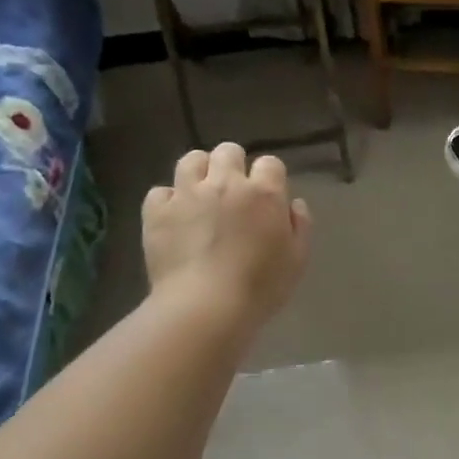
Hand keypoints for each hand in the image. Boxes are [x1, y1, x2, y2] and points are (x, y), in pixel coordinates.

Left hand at [143, 143, 311, 328]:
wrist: (205, 307)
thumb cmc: (260, 287)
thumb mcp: (297, 261)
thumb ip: (300, 226)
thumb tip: (294, 204)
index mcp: (263, 194)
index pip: (270, 163)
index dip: (270, 177)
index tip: (268, 197)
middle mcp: (225, 183)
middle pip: (228, 151)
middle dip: (233, 165)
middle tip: (233, 192)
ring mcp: (187, 194)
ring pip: (191, 160)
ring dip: (199, 171)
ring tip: (201, 193)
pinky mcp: (157, 211)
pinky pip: (160, 192)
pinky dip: (168, 200)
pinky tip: (174, 218)